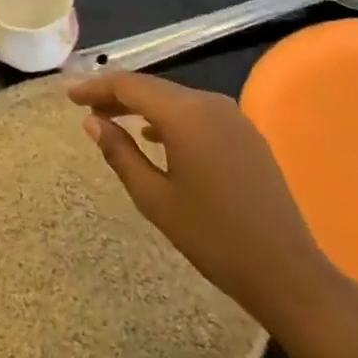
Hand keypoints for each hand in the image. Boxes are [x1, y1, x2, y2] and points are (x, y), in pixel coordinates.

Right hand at [66, 71, 350, 329]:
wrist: (287, 272)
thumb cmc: (212, 237)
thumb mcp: (154, 198)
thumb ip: (120, 153)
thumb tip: (92, 122)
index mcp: (185, 114)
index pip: (130, 85)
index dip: (96, 87)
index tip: (70, 96)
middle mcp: (209, 103)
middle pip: (153, 87)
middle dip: (117, 95)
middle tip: (86, 108)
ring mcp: (233, 116)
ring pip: (175, 98)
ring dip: (143, 106)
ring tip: (114, 120)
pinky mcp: (246, 134)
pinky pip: (197, 112)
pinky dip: (169, 118)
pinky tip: (155, 137)